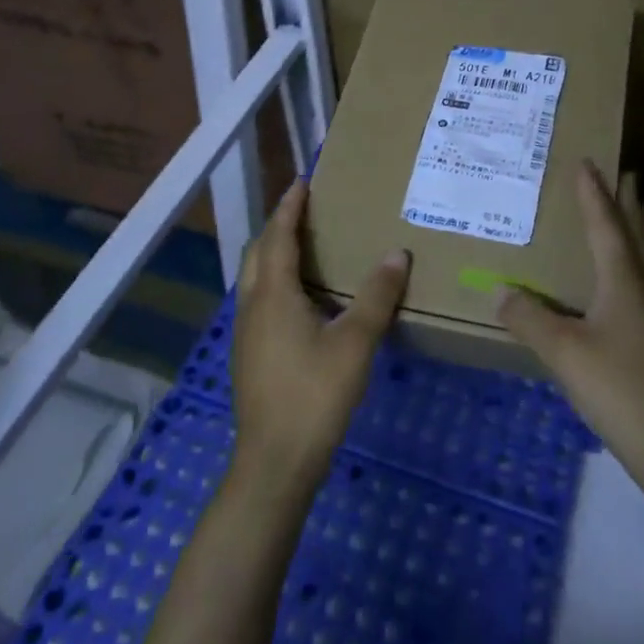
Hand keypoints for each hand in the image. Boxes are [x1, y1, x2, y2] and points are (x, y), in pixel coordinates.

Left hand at [231, 179, 409, 493]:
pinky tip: (299, 298)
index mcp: (273, 293)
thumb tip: (397, 253)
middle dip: (277, 225)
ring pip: (255, 276)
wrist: (273, 463)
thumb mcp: (355, 343)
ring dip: (273, 252)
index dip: (289, 206)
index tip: (302, 181)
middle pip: (259, 251)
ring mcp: (245, 332)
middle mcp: (252, 304)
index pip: (278, 235)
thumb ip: (377, 296)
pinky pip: (258, 298)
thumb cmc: (314, 395)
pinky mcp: (248, 354)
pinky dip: (274, 279)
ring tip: (303, 245)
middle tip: (303, 208)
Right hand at [498, 161, 643, 479]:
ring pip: (641, 262)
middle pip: (635, 235)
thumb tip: (500, 290)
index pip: (605, 223)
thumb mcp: (564, 351)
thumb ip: (529, 318)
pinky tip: (613, 290)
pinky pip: (638, 289)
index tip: (587, 162)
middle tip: (619, 176)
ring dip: (628, 236)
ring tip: (615, 223)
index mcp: (625, 279)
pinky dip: (624, 271)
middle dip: (624, 205)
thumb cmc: (622, 387)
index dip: (593, 193)